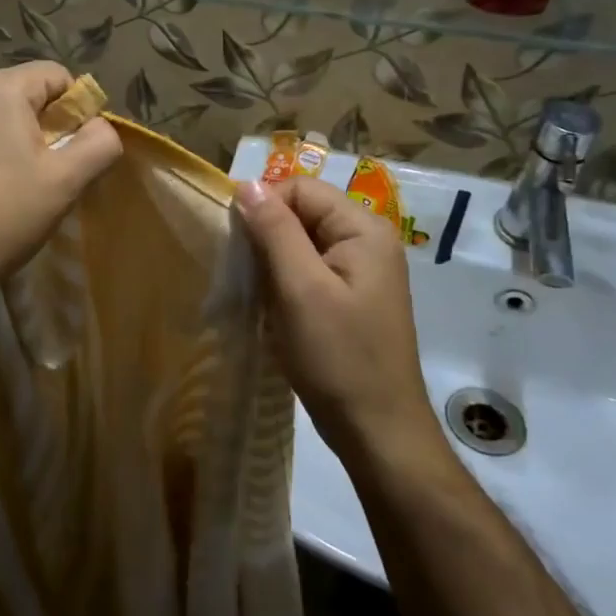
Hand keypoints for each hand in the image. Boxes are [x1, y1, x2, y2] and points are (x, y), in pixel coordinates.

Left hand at [0, 62, 121, 311]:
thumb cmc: (3, 215)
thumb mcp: (66, 180)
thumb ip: (99, 143)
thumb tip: (100, 127)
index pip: (56, 75)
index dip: (78, 109)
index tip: (77, 151)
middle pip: (24, 93)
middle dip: (46, 126)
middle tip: (51, 173)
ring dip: (17, 141)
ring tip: (20, 186)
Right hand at [234, 177, 442, 460]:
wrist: (377, 431)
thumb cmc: (338, 356)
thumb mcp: (299, 289)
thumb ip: (274, 231)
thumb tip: (247, 184)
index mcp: (363, 229)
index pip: (302, 189)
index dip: (265, 207)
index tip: (238, 245)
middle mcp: (368, 241)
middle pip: (303, 213)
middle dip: (267, 237)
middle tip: (246, 274)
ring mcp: (362, 271)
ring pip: (302, 243)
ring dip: (273, 262)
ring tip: (258, 294)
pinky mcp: (351, 297)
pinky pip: (309, 270)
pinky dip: (285, 282)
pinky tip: (274, 309)